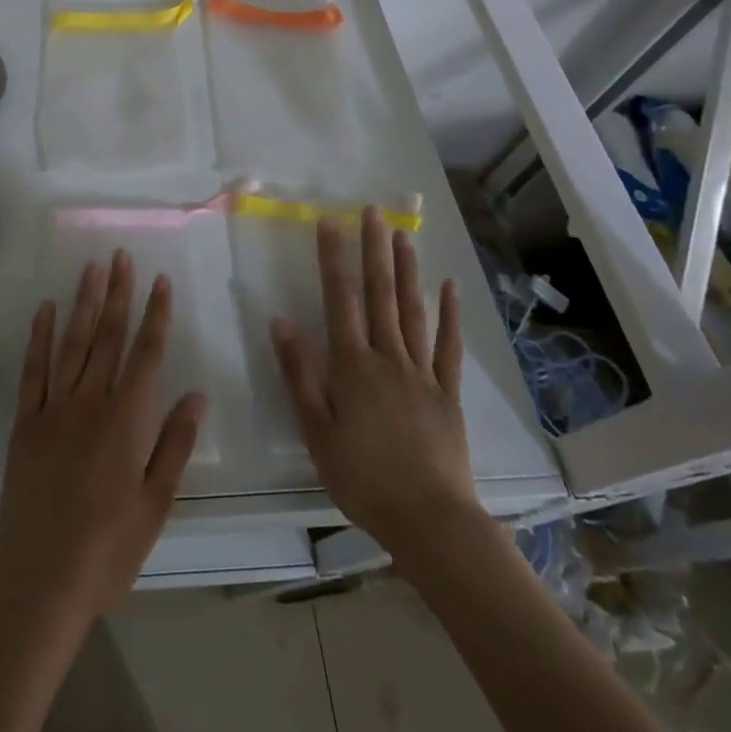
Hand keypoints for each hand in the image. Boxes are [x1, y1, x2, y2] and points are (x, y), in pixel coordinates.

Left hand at [0, 249, 206, 623]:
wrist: (40, 579)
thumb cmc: (107, 550)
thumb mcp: (156, 505)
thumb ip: (174, 445)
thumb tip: (195, 394)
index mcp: (126, 421)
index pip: (146, 354)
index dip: (155, 315)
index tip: (160, 281)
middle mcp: (90, 403)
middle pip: (107, 337)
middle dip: (118, 294)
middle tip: (121, 255)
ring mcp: (53, 408)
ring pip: (72, 343)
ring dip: (83, 303)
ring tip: (92, 268)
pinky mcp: (25, 422)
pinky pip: (32, 369)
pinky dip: (38, 336)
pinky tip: (44, 308)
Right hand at [269, 209, 475, 555]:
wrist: (431, 521)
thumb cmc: (362, 478)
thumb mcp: (316, 430)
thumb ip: (300, 373)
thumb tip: (281, 321)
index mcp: (352, 366)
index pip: (340, 300)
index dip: (333, 259)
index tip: (330, 222)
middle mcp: (387, 358)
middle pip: (379, 294)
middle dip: (373, 250)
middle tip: (372, 211)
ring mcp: (422, 373)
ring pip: (412, 311)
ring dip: (406, 270)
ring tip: (403, 234)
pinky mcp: (448, 394)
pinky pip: (448, 347)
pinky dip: (448, 315)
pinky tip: (449, 288)